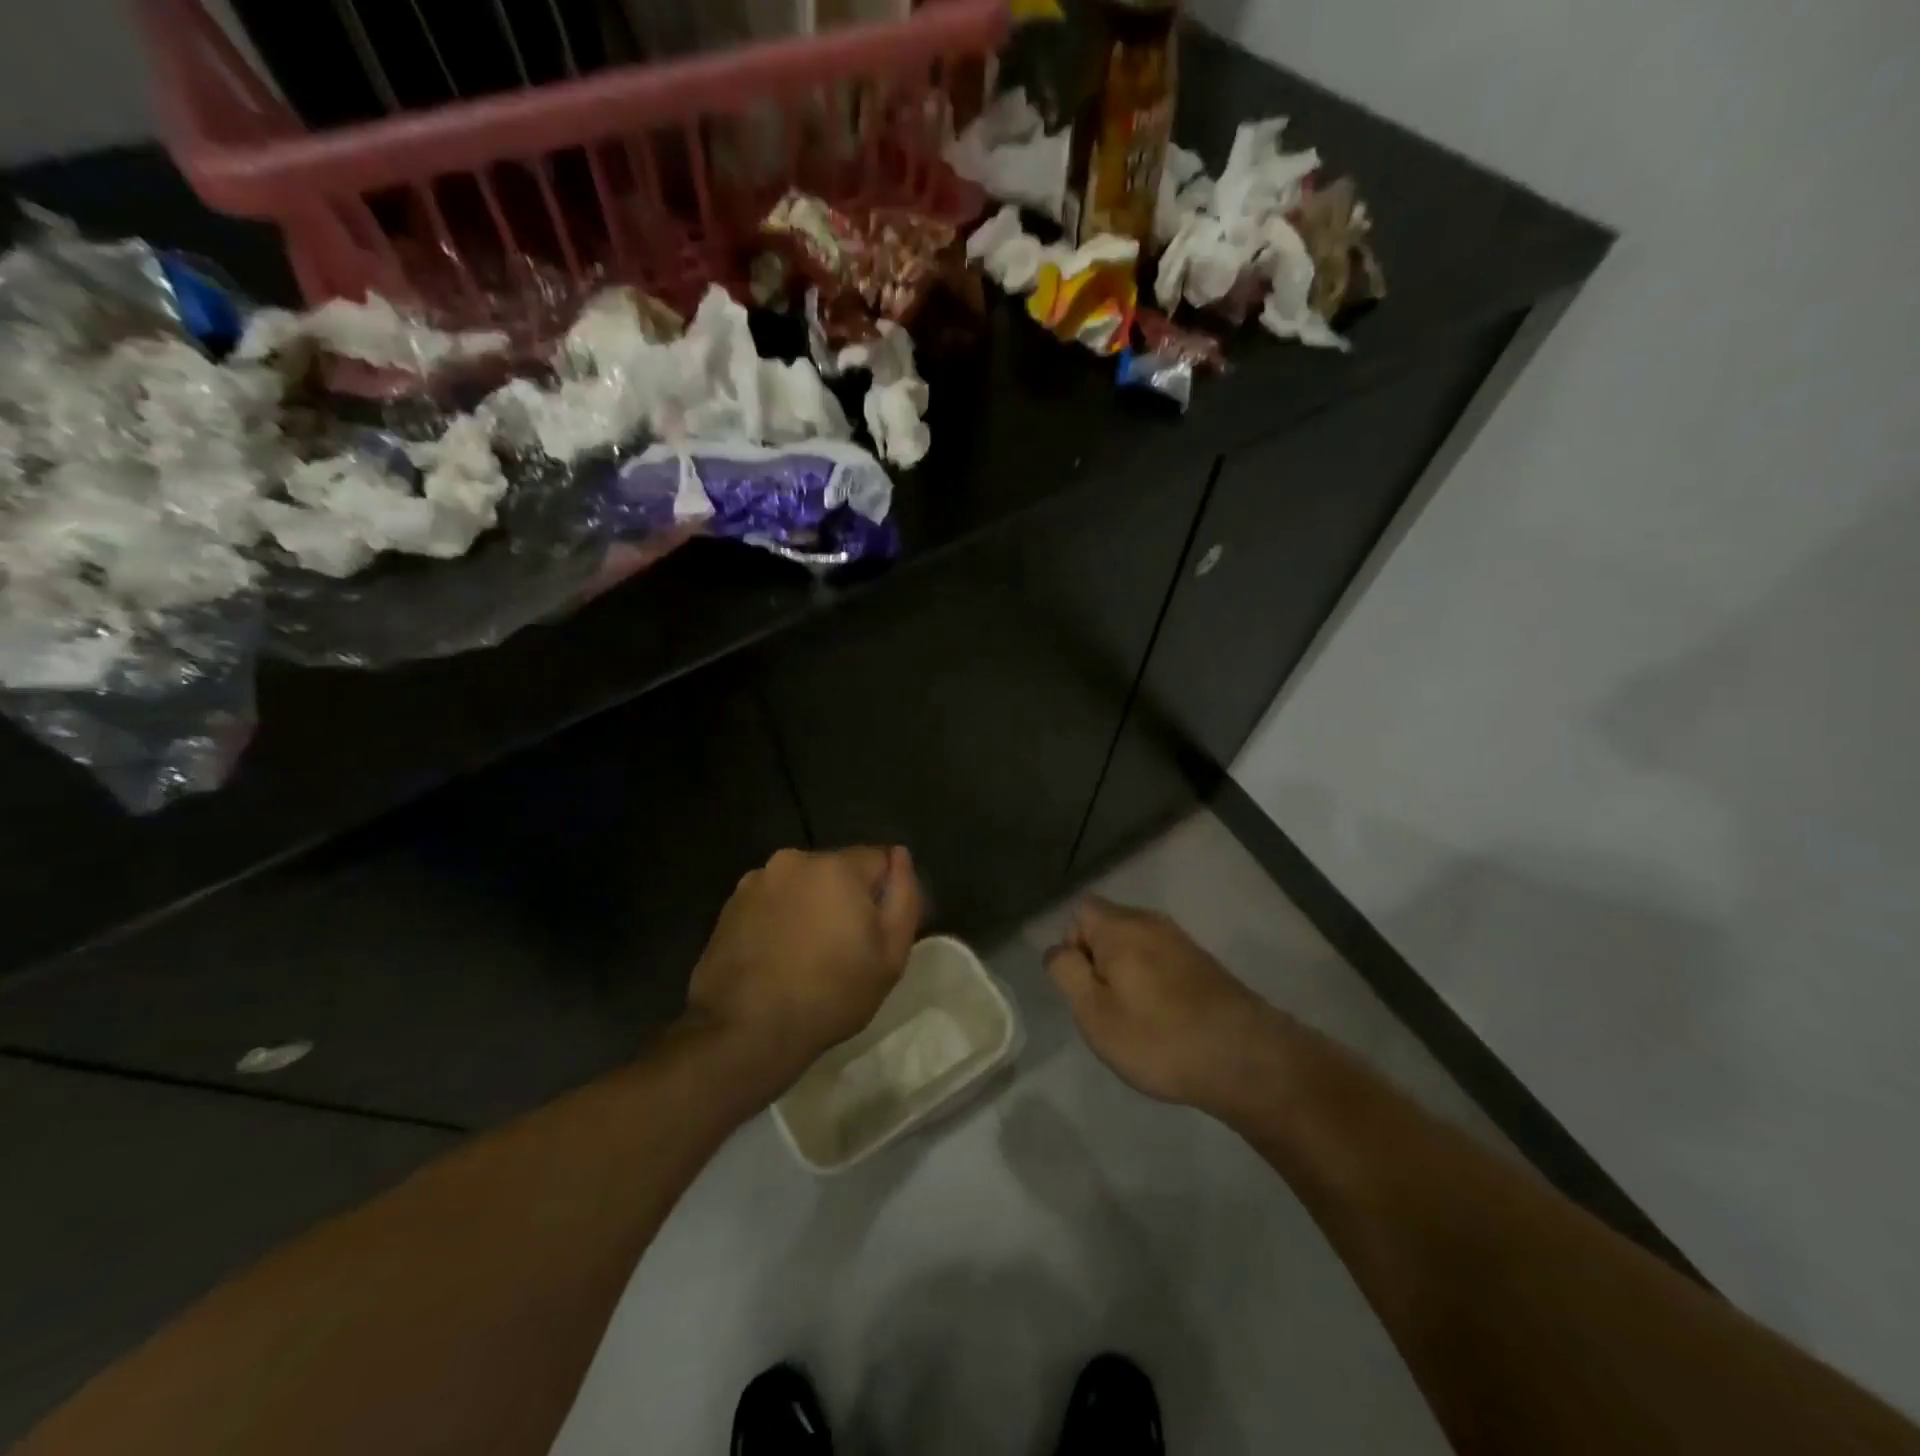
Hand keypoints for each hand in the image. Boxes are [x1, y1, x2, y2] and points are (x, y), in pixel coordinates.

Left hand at [686, 845, 922, 1097]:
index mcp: (837, 866)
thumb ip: (904, 897)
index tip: (874, 933)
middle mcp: (794, 860)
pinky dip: (779, 919)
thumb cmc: (831, 994)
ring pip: (802, 885)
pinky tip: (777, 957)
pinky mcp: (729, 905)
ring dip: (810, 907)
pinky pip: (772, 902)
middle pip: (837, 870)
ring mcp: (756, 881)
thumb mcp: (891, 955)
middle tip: (843, 948)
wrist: (745, 1031)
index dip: (883, 895)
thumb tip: (900, 856)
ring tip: (805, 956)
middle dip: (845, 898)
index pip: (879, 860)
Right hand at [1045, 896, 1277, 1109]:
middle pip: (1109, 926)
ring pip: (1137, 945)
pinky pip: (1163, 961)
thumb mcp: (1094, 1012)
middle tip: (1106, 1008)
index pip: (1081, 910)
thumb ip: (1067, 973)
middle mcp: (1151, 922)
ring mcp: (1182, 941)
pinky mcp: (1204, 963)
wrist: (1244, 1058)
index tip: (1083, 986)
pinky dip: (1154, 982)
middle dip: (1100, 960)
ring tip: (1136, 1018)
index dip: (1072, 944)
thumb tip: (1057, 950)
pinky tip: (1165, 1020)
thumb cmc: (1157, 1036)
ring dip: (1128, 974)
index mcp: (1120, 926)